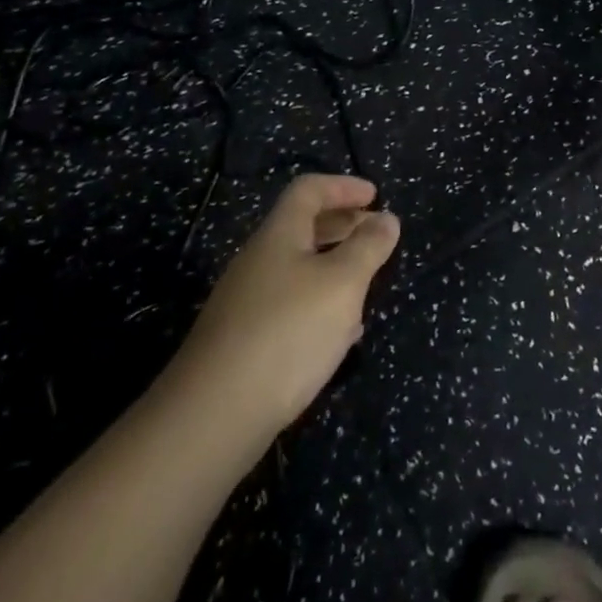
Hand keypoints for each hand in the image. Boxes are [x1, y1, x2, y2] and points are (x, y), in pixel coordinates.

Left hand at [165, 174, 399, 438]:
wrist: (215, 414)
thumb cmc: (288, 332)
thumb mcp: (342, 284)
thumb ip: (368, 247)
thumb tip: (387, 218)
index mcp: (278, 235)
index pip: (309, 190)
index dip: (343, 186)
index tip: (376, 197)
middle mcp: (258, 261)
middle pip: (301, 227)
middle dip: (342, 225)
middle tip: (376, 235)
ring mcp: (246, 302)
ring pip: (297, 268)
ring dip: (334, 267)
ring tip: (366, 283)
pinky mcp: (243, 341)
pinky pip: (289, 304)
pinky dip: (319, 303)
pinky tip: (339, 333)